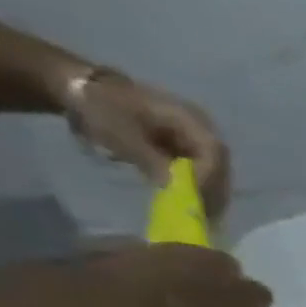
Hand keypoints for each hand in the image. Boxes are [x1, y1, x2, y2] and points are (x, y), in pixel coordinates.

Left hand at [66, 71, 231, 220]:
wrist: (85, 92)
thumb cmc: (102, 109)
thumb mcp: (122, 135)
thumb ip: (151, 161)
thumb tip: (177, 190)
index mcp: (190, 119)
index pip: (213, 152)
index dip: (208, 177)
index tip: (193, 198)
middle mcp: (203, 129)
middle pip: (219, 165)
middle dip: (212, 190)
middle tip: (202, 214)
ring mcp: (197, 139)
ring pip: (215, 171)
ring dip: (209, 193)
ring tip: (199, 212)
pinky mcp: (189, 149)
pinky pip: (203, 171)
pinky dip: (198, 187)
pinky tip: (190, 200)